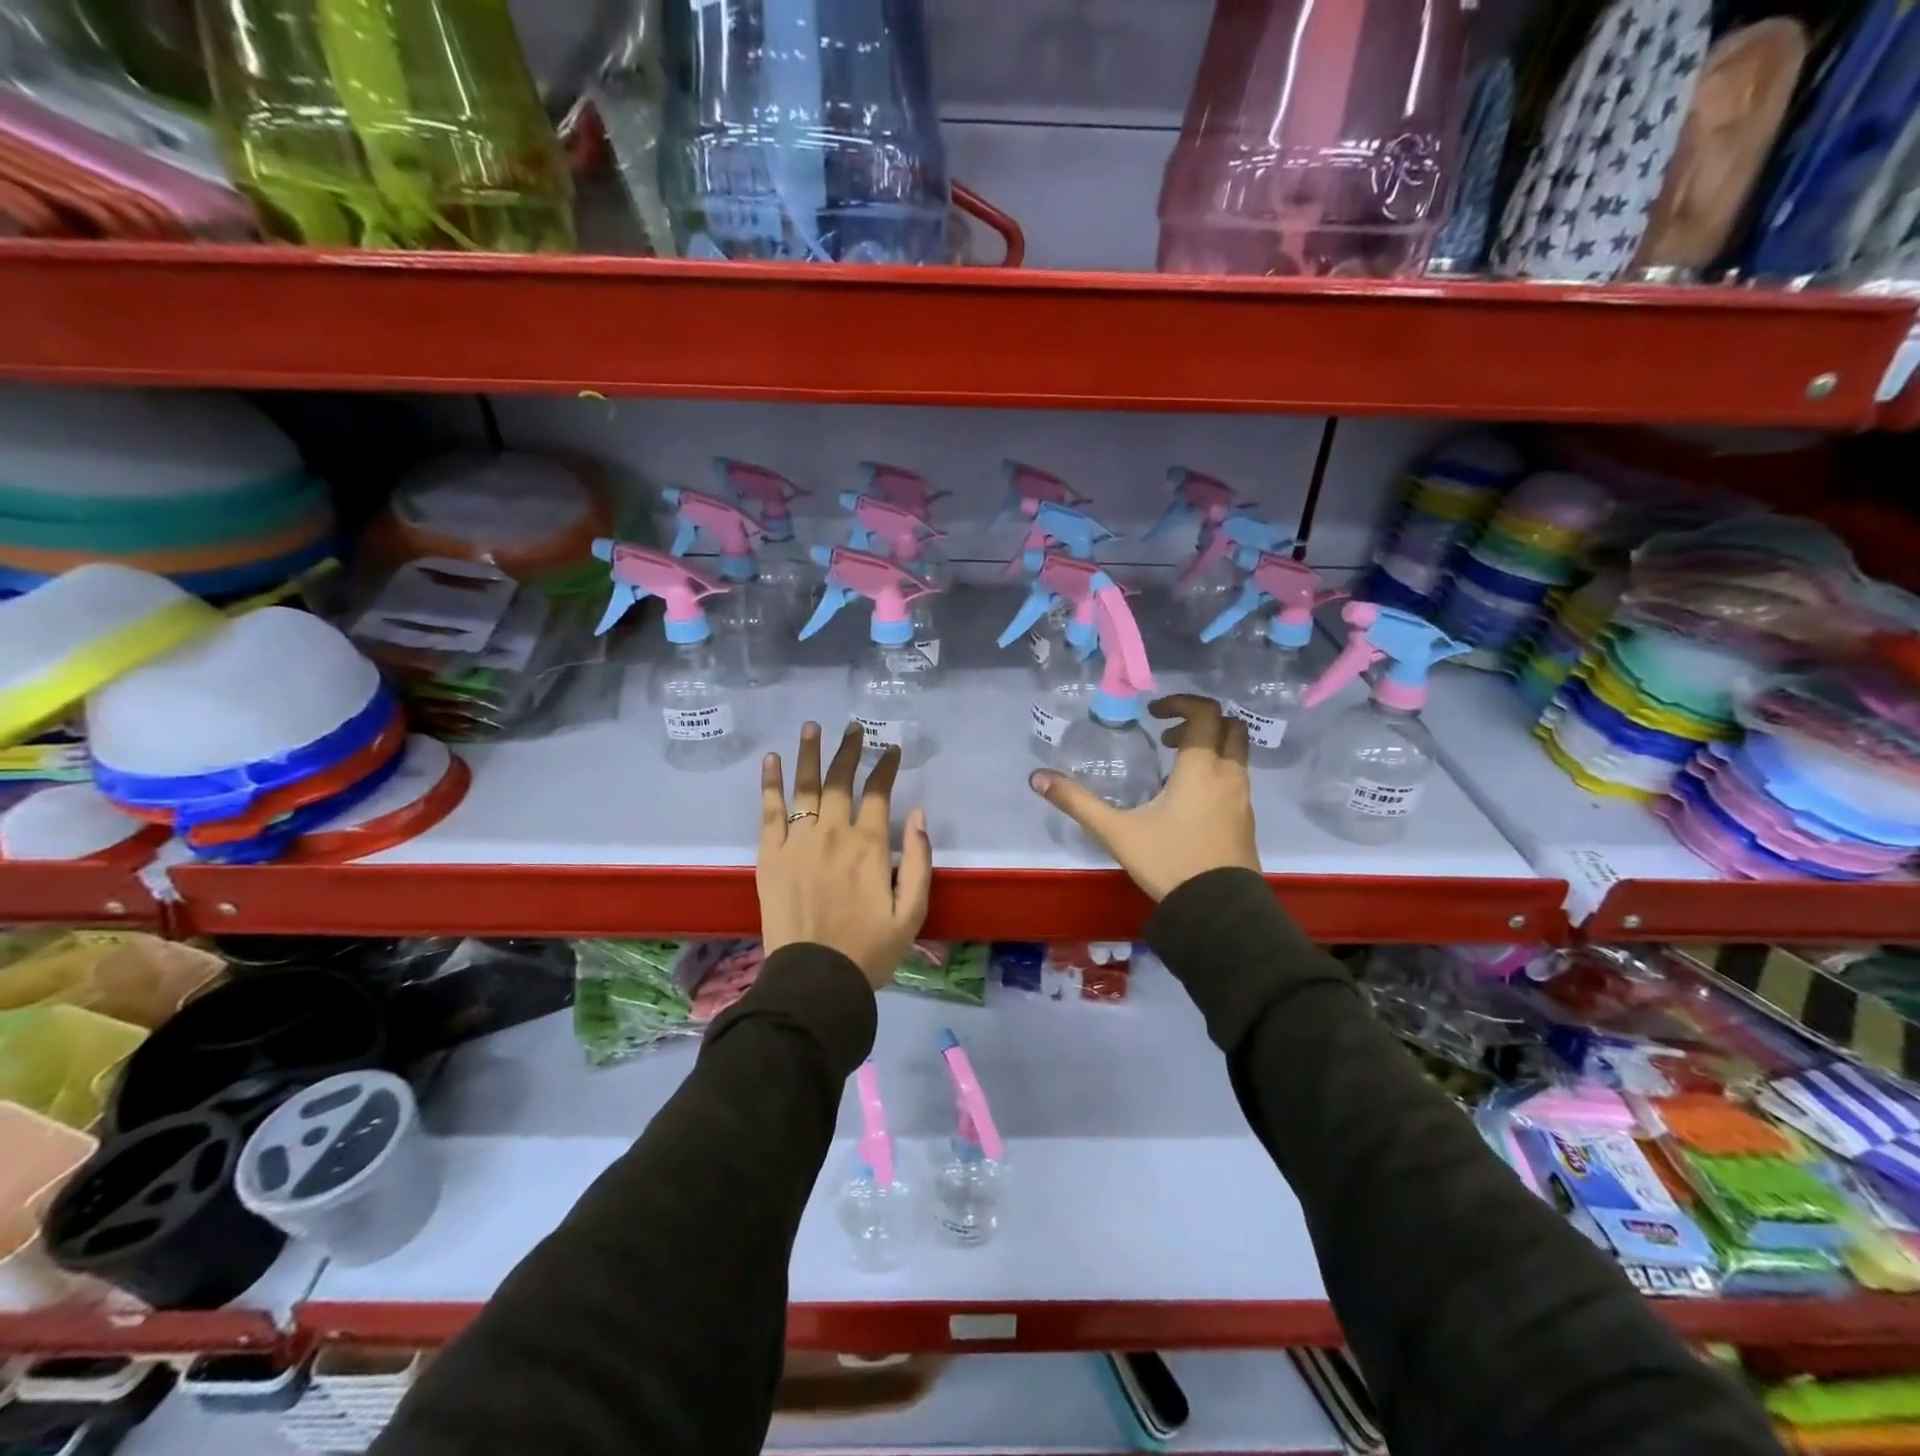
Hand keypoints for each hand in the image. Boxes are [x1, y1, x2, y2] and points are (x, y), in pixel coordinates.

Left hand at [758, 721, 932, 989]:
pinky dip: (770, 783)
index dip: (886, 767)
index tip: (891, 749)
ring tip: (811, 727)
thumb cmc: (869, 950)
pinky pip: (769, 811)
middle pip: (841, 781)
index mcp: (869, 846)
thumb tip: (919, 815)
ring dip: (809, 753)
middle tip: (853, 728)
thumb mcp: (912, 913)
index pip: (879, 793)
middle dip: (849, 750)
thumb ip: (920, 861)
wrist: (815, 980)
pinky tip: (771, 760)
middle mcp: (833, 834)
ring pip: (805, 787)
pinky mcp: (770, 856)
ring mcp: (798, 842)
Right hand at [1029, 694, 1258, 900]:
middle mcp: (1228, 774)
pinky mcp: (1246, 820)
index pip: (1205, 712)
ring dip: (1209, 747)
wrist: (1219, 910)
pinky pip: (1236, 779)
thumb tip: (1037, 778)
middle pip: (1229, 726)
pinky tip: (1189, 799)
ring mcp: (1242, 798)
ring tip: (1173, 767)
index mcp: (1200, 767)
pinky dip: (1216, 772)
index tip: (1153, 713)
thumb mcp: (1116, 831)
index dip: (1181, 703)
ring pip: (1236, 753)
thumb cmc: (1169, 861)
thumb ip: (1077, 802)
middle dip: (1199, 721)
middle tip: (1166, 736)